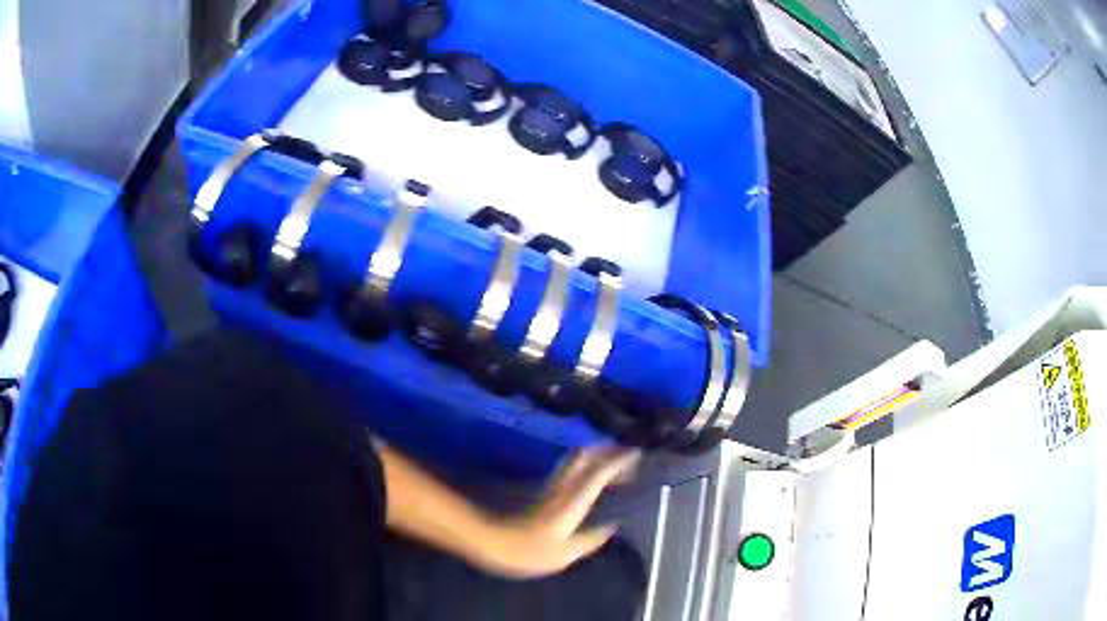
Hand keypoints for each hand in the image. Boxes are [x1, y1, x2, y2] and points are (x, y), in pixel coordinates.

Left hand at [471, 447, 640, 578]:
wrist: (490, 542)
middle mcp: (562, 486)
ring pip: (576, 460)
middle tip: (628, 455)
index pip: (598, 471)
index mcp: (572, 500)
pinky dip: (586, 466)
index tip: (637, 452)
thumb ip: (591, 539)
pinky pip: (570, 469)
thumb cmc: (528, 552)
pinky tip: (592, 478)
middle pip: (585, 456)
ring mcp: (550, 486)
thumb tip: (612, 526)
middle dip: (608, 450)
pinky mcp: (542, 491)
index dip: (619, 460)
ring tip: (614, 464)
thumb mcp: (565, 554)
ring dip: (596, 455)